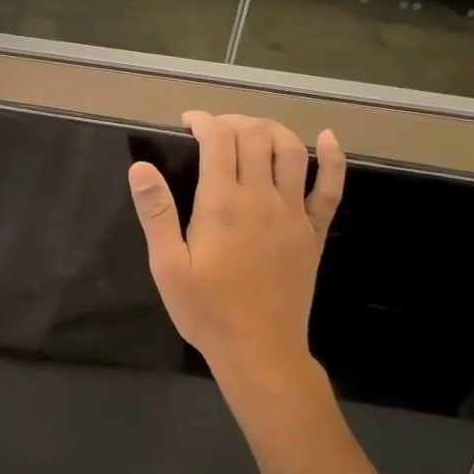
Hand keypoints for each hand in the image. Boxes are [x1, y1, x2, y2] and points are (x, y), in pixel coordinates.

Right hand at [128, 112, 344, 396]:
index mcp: (223, 203)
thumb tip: (140, 167)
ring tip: (251, 131)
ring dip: (272, 129)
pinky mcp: (314, 232)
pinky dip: (333, 159)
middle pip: (255, 136)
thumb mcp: (167, 266)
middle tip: (213, 130)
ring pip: (292, 151)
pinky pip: (331, 188)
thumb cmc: (207, 310)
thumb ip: (155, 213)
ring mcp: (294, 213)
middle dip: (233, 121)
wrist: (260, 352)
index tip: (188, 123)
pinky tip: (329, 138)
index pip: (219, 139)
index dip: (203, 121)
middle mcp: (262, 198)